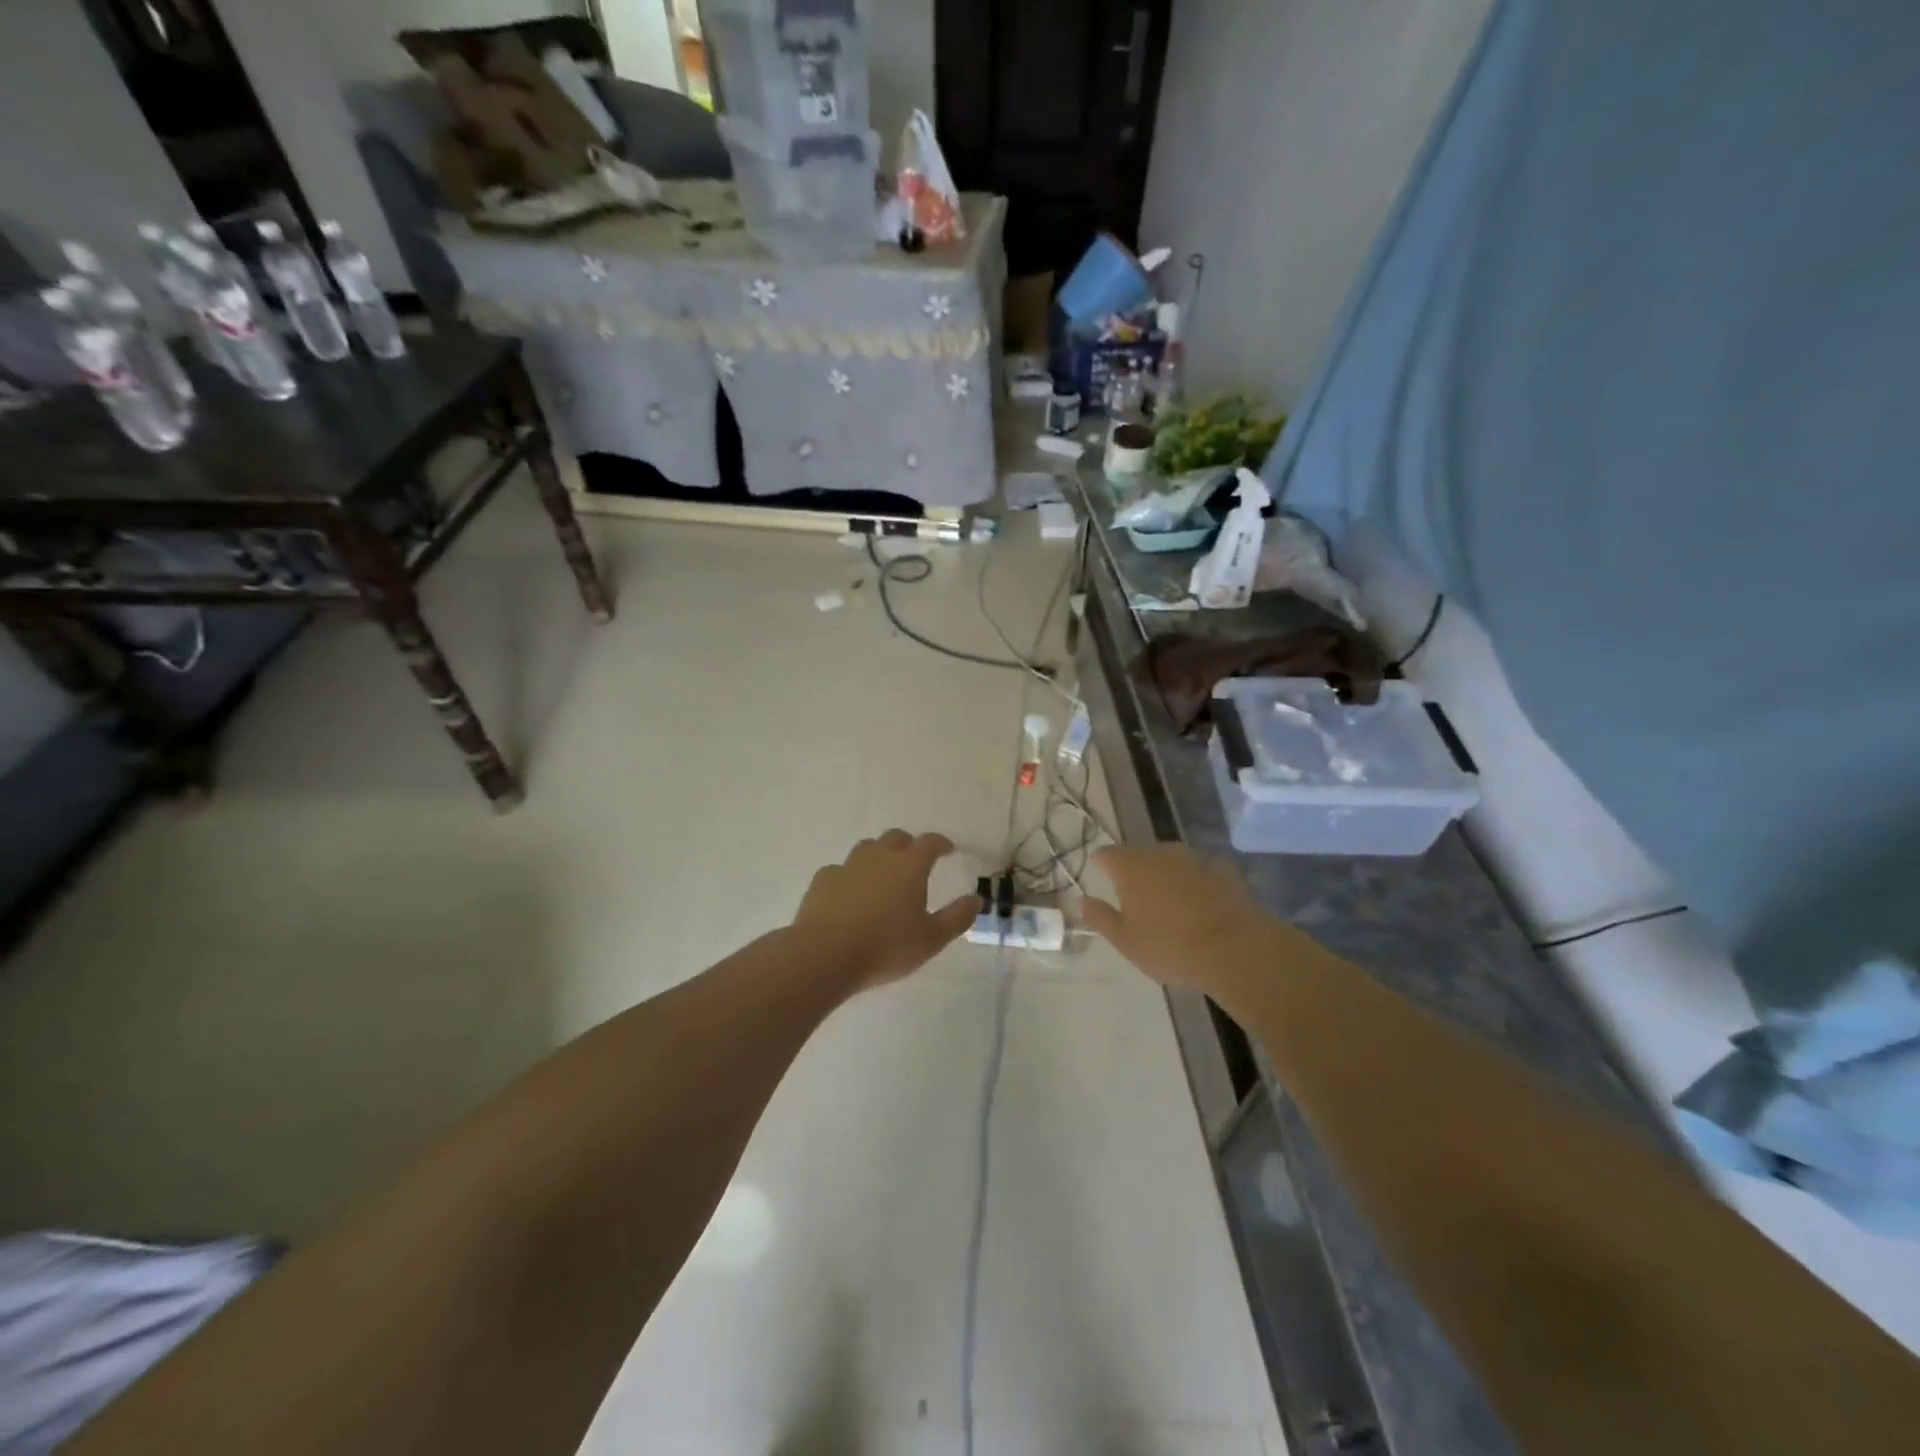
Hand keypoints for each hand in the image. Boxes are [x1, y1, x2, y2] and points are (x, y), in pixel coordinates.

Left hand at [792, 830, 979, 992]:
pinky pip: (840, 870)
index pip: (930, 842)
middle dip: (908, 845)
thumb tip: (976, 899)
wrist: (825, 955)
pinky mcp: (823, 880)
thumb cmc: (886, 947)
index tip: (947, 850)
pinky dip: (850, 877)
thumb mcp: (931, 939)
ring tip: (882, 876)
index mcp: (909, 866)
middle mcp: (879, 857)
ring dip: (878, 856)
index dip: (941, 844)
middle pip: (896, 837)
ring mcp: (847, 866)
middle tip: (914, 862)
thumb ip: (957, 917)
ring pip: (866, 848)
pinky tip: (849, 894)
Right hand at [1080, 844, 1284, 999]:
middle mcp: (1160, 852)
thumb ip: (1100, 917)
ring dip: (1166, 877)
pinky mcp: (1222, 869)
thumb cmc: (1170, 946)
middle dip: (1135, 873)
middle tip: (1136, 902)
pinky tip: (1201, 907)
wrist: (1235, 949)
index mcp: (1130, 866)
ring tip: (1170, 906)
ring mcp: (1194, 858)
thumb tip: (1081, 901)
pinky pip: (1198, 872)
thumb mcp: (1125, 940)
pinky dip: (1194, 883)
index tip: (1101, 880)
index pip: (1105, 854)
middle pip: (1139, 856)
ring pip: (1170, 862)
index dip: (1100, 866)